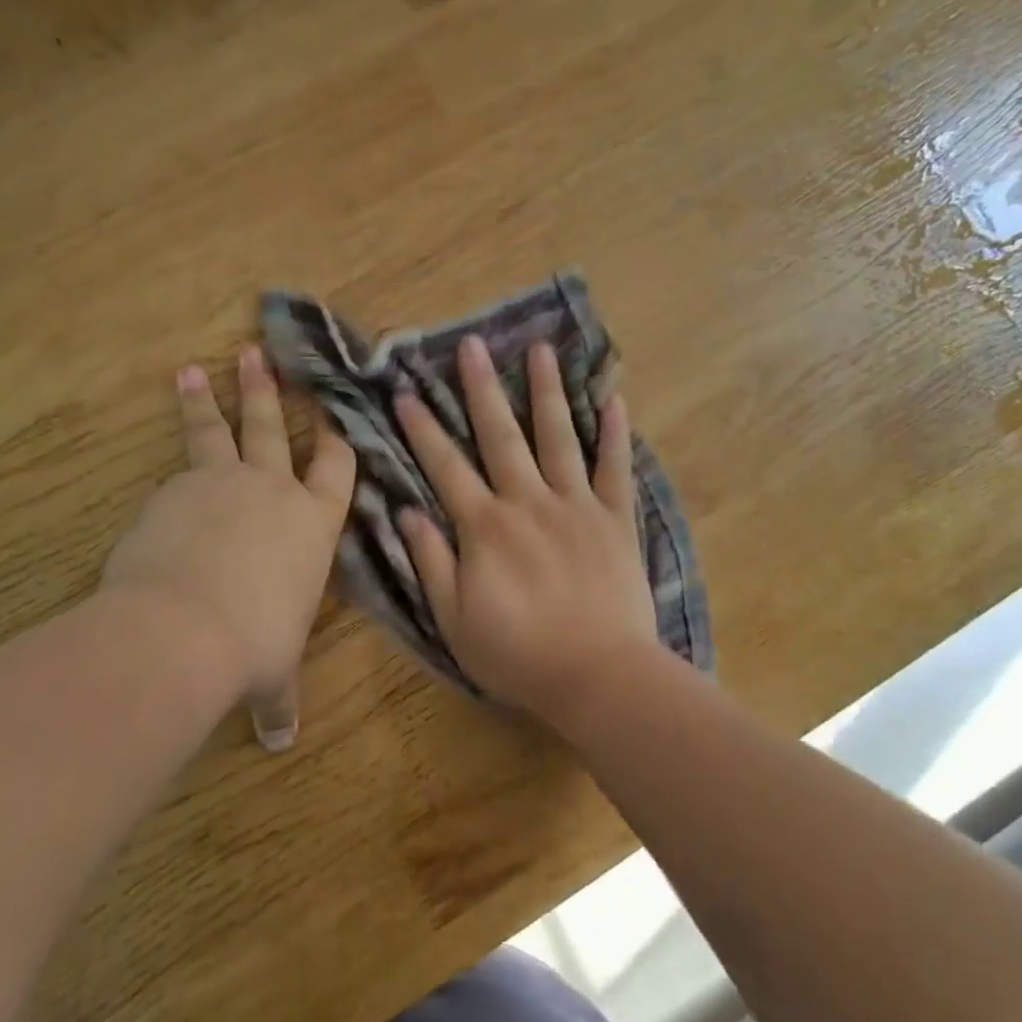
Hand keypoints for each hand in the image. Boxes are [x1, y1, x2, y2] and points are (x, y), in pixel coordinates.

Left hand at [102, 345, 354, 750]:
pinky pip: (178, 463)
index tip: (333, 408)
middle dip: (269, 392)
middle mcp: (273, 491)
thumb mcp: (273, 673)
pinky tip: (161, 459)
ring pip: (219, 430)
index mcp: (313, 525)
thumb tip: (278, 742)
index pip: (335, 470)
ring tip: (198, 367)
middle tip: (259, 354)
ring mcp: (222, 483)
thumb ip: (277, 700)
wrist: (186, 626)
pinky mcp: (175, 488)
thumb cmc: (254, 645)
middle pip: (274, 429)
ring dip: (211, 397)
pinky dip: (174, 450)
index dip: (337, 438)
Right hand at [393, 335, 658, 717]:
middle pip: (500, 435)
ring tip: (540, 349)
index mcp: (485, 527)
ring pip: (558, 436)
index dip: (423, 429)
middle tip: (470, 344)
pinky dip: (614, 433)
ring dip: (546, 391)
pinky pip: (615, 468)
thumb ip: (431, 562)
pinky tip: (613, 398)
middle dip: (481, 388)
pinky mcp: (615, 519)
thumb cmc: (518, 655)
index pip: (445, 467)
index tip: (405, 392)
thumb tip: (405, 512)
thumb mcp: (454, 619)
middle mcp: (528, 502)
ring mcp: (576, 506)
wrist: (599, 676)